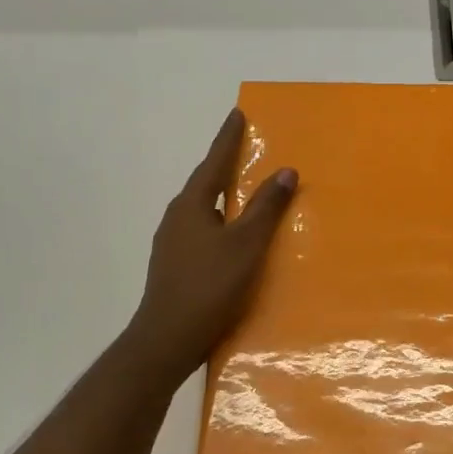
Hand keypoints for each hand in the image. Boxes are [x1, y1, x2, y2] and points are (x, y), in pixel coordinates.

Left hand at [130, 108, 297, 377]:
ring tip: (244, 192)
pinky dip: (219, 223)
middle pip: (204, 183)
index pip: (214, 162)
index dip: (228, 139)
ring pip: (202, 209)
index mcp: (192, 205)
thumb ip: (265, 207)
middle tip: (245, 150)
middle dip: (224, 166)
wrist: (167, 339)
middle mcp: (176, 217)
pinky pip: (201, 231)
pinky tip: (231, 237)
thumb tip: (285, 170)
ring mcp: (171, 243)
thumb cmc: (209, 286)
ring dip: (222, 196)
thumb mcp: (246, 244)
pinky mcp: (174, 265)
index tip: (238, 114)